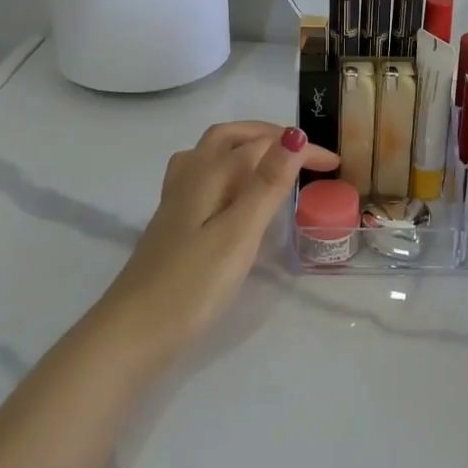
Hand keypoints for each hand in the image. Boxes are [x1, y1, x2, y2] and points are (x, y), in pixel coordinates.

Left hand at [99, 122, 336, 352]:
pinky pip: (202, 177)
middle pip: (228, 137)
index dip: (299, 149)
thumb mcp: (239, 233)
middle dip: (267, 135)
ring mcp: (176, 201)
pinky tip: (232, 194)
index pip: (261, 145)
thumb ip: (266, 184)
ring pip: (210, 154)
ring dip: (243, 146)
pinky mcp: (172, 224)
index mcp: (208, 174)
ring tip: (271, 163)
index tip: (334, 164)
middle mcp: (189, 177)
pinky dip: (226, 170)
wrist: (133, 333)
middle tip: (301, 151)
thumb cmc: (192, 285)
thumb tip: (294, 135)